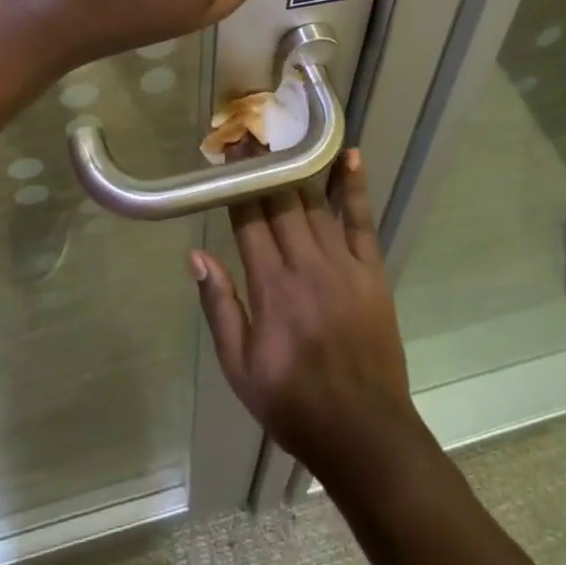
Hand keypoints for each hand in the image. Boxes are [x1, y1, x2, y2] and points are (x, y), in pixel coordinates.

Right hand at [191, 151, 429, 486]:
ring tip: (285, 134)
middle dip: (263, 165)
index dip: (237, 182)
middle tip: (251, 131)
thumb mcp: (240, 369)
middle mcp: (305, 265)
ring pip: (314, 203)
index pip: (249, 219)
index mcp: (271, 288)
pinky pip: (360, 220)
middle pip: (280, 201)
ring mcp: (342, 264)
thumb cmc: (294, 403)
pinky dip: (354, 186)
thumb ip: (219, 308)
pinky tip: (350, 155)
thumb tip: (194, 255)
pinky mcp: (370, 270)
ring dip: (298, 166)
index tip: (228, 152)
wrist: (364, 434)